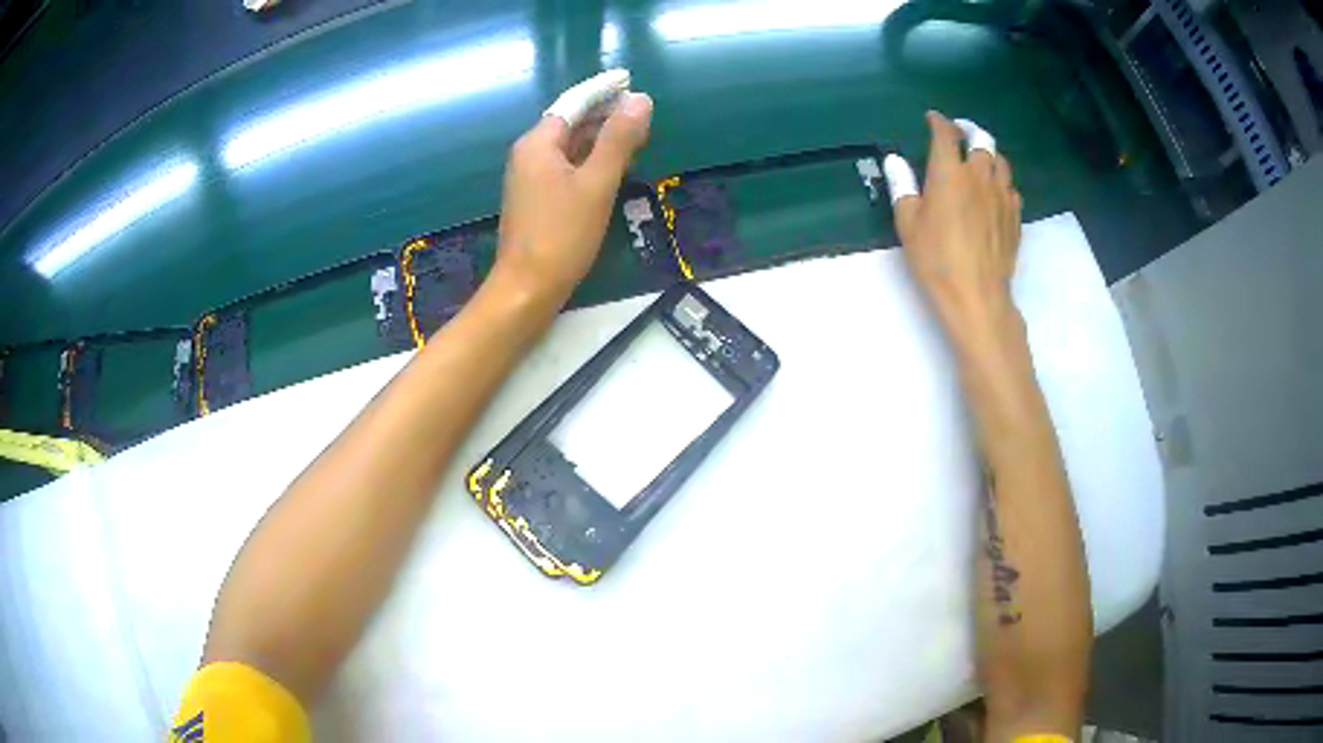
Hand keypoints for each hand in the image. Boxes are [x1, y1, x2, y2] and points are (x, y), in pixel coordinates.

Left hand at [492, 92, 653, 301]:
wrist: (527, 288)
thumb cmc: (562, 234)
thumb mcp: (596, 183)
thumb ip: (619, 139)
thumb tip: (640, 100)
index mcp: (538, 143)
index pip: (574, 103)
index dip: (603, 90)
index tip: (630, 80)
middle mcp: (529, 154)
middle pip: (571, 122)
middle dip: (605, 114)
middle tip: (642, 113)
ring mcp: (530, 177)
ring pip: (570, 146)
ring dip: (600, 138)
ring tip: (636, 136)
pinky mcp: (536, 197)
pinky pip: (566, 166)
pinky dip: (590, 160)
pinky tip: (612, 166)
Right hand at [890, 111, 1022, 346]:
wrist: (977, 296)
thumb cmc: (936, 260)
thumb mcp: (908, 224)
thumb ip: (902, 186)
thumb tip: (894, 160)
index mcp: (949, 172)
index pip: (946, 134)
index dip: (939, 122)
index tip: (933, 118)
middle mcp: (979, 176)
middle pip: (981, 140)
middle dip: (969, 130)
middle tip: (960, 133)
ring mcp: (1002, 196)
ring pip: (1001, 161)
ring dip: (989, 154)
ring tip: (979, 159)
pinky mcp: (1015, 217)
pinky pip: (1011, 188)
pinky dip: (1001, 181)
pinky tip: (994, 192)